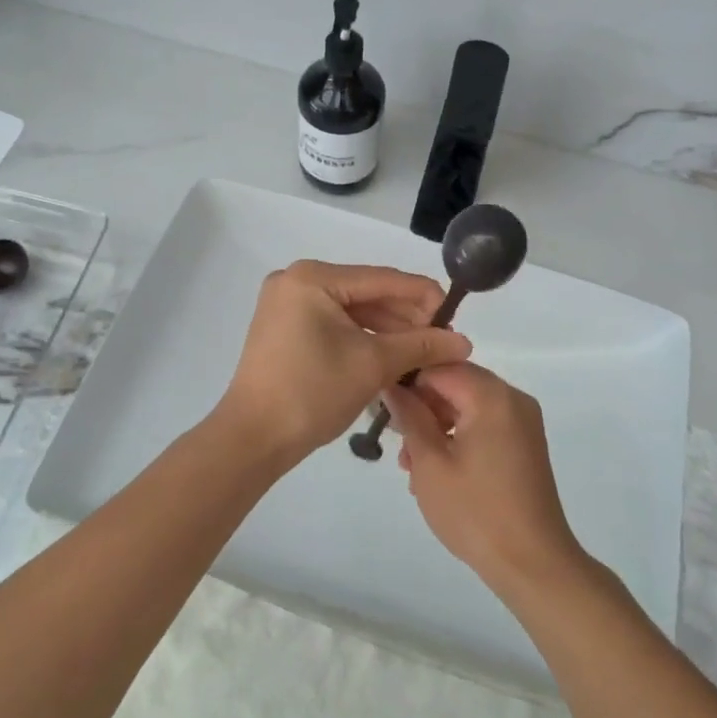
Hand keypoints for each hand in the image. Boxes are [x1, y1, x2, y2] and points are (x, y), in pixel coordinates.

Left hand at [217, 261, 472, 464]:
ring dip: (387, 330)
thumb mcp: (373, 364)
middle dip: (405, 317)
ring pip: (351, 310)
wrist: (252, 439)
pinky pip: (334, 323)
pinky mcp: (285, 328)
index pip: (381, 279)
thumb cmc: (312, 392)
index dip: (422, 295)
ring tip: (422, 351)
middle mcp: (296, 280)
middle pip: (366, 293)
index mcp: (313, 278)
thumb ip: (420, 345)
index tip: (455, 314)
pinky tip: (391, 354)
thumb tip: (463, 342)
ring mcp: (287, 304)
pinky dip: (362, 338)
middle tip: (441, 339)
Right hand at [384, 362, 585, 595]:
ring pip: (468, 405)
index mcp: (491, 396)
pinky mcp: (525, 443)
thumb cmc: (475, 512)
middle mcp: (512, 398)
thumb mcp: (430, 463)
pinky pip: (484, 423)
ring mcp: (522, 421)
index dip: (408, 381)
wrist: (533, 564)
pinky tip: (437, 470)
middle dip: (422, 406)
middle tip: (397, 441)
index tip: (383, 407)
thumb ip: (409, 417)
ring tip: (412, 464)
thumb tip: (392, 386)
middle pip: (456, 383)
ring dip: (437, 424)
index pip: (440, 367)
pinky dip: (459, 436)